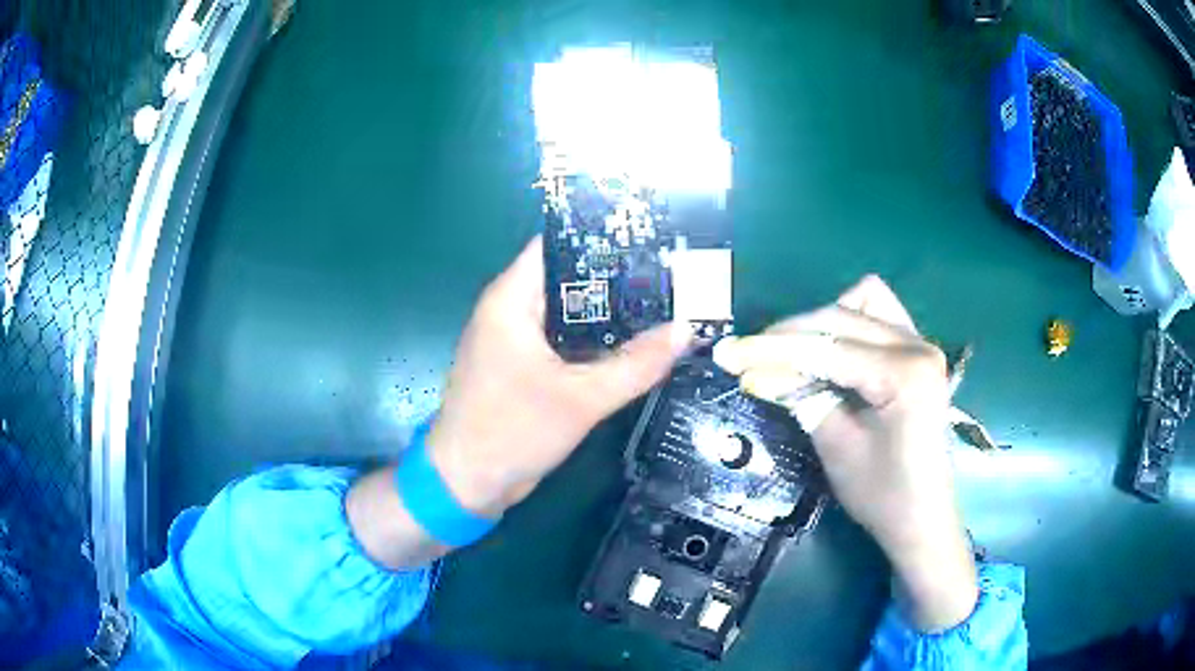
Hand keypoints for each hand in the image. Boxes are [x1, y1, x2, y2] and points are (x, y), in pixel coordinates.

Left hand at [428, 236, 690, 517]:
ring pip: (570, 311)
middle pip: (569, 277)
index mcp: (511, 299)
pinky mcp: (524, 365)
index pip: (559, 245)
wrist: (466, 483)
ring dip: (609, 311)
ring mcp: (517, 339)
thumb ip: (636, 364)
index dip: (602, 237)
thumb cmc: (511, 432)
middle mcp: (511, 309)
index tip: (651, 238)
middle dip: (617, 276)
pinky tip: (634, 343)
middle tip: (671, 274)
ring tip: (664, 302)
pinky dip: (596, 339)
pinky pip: (565, 340)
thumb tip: (685, 330)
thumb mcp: (581, 400)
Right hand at [714, 276, 976, 631]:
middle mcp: (917, 345)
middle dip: (789, 336)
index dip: (772, 350)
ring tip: (790, 353)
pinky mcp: (916, 351)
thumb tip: (753, 371)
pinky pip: (878, 315)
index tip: (728, 354)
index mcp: (904, 373)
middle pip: (840, 318)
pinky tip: (829, 350)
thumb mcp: (836, 447)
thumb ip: (800, 398)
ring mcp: (920, 343)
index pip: (827, 349)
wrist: (923, 516)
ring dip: (820, 323)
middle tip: (746, 356)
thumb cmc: (883, 494)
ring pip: (861, 304)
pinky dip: (847, 324)